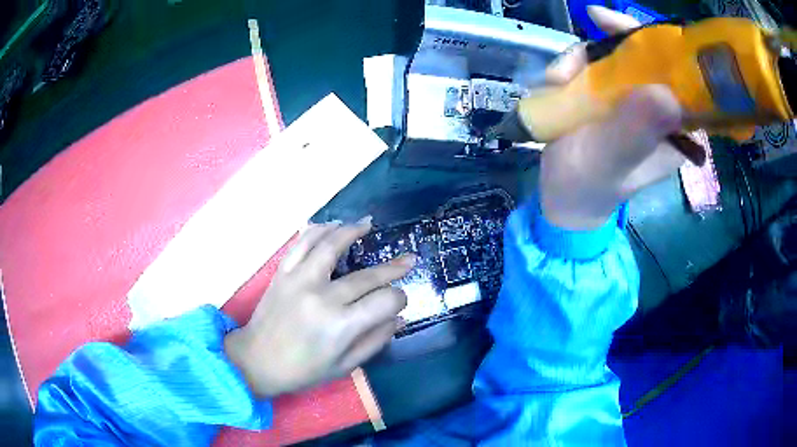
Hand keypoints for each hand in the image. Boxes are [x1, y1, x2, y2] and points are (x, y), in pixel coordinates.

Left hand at [224, 219, 414, 397]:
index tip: (399, 300)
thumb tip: (398, 318)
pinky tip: (332, 225)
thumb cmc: (303, 370)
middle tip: (409, 259)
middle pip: (367, 275)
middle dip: (393, 267)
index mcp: (341, 325)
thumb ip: (375, 341)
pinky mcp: (283, 272)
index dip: (399, 298)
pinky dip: (319, 230)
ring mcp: (300, 280)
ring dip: (353, 231)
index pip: (384, 301)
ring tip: (368, 224)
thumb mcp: (344, 366)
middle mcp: (323, 297)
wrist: (257, 360)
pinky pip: (302, 243)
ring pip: (331, 245)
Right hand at [540, 6, 693, 229]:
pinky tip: (554, 81)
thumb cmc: (587, 187)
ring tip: (557, 80)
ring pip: (616, 56)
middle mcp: (658, 111)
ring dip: (584, 57)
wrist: (559, 194)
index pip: (681, 80)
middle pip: (647, 58)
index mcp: (674, 132)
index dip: (664, 47)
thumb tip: (666, 93)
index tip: (638, 28)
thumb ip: (634, 132)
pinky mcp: (608, 95)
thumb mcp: (609, 162)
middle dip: (618, 40)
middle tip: (596, 19)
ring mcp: (631, 99)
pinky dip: (572, 65)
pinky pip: (594, 64)